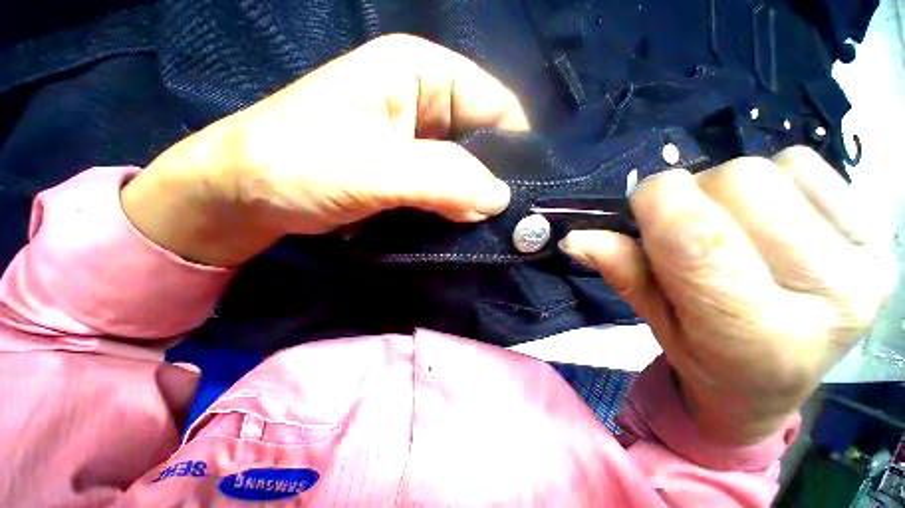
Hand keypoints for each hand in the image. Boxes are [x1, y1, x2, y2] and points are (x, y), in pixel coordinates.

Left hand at [121, 34, 528, 266]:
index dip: (515, 148)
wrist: (248, 194)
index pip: (496, 106)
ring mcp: (419, 142)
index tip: (523, 194)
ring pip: (468, 172)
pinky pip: (448, 190)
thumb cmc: (297, 165)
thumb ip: (441, 181)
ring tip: (484, 230)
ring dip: (475, 201)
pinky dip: (457, 210)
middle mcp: (427, 103)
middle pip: (485, 142)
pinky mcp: (410, 175)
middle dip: (494, 181)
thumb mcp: (372, 169)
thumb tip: (498, 200)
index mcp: (422, 74)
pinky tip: (458, 229)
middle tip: (504, 222)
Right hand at [562, 147, 896, 444]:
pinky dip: (775, 181)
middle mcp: (828, 296)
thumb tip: (574, 238)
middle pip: (739, 184)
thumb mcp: (652, 318)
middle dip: (695, 197)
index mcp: (756, 336)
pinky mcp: (876, 233)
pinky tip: (773, 221)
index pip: (700, 239)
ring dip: (731, 191)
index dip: (656, 203)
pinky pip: (806, 163)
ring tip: (732, 229)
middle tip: (690, 230)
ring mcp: (865, 261)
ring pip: (771, 168)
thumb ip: (619, 271)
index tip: (639, 207)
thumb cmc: (704, 354)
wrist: (773, 379)